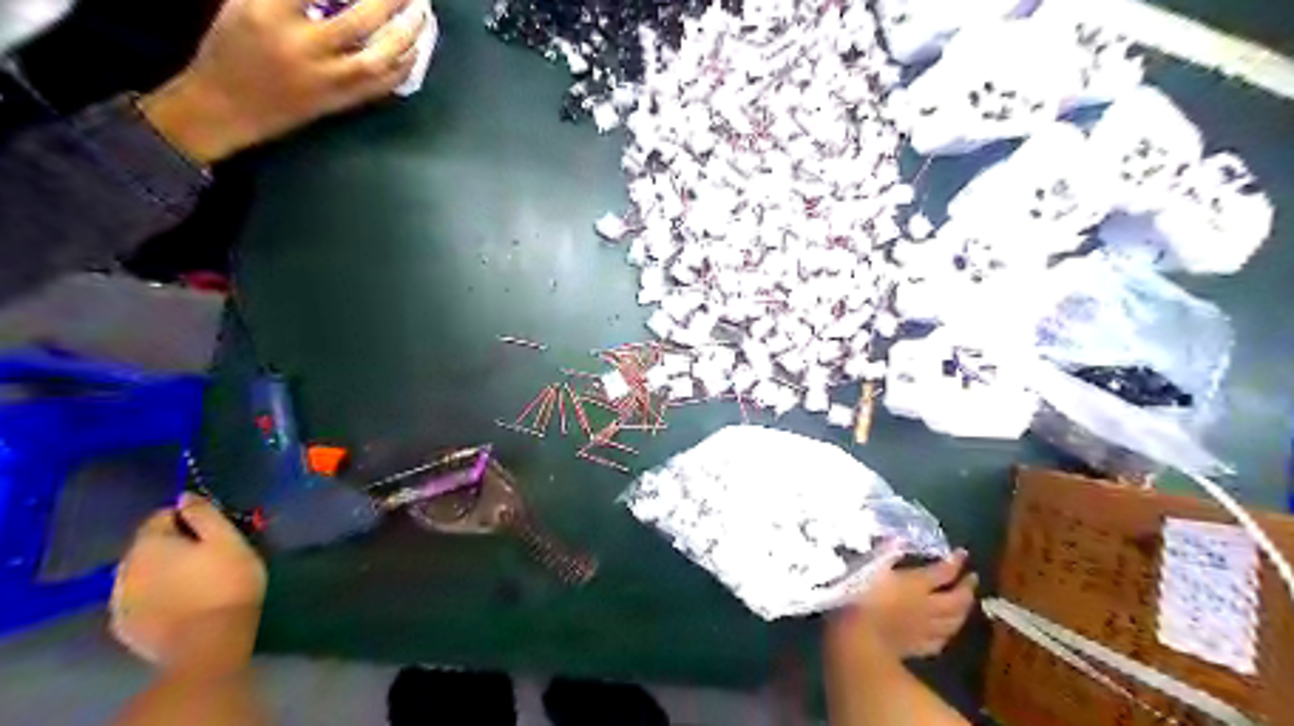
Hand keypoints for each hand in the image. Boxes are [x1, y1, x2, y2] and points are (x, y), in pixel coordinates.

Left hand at [106, 493, 266, 668]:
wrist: (207, 643)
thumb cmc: (226, 583)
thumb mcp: (228, 540)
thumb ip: (205, 515)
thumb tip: (184, 496)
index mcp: (149, 543)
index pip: (161, 516)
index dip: (188, 518)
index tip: (213, 529)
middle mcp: (123, 568)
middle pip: (148, 546)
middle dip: (173, 546)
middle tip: (208, 555)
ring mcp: (119, 601)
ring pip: (142, 574)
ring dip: (162, 572)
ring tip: (195, 581)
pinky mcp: (125, 627)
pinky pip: (140, 601)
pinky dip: (157, 597)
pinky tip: (181, 604)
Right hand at [138, 1, 427, 164]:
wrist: (227, 107)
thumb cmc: (231, 47)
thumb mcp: (244, 4)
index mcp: (267, 14)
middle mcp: (301, 47)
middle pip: (358, 22)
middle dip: (389, 2)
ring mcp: (325, 79)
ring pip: (377, 59)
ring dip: (406, 37)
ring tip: (423, 15)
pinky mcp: (340, 102)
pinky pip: (381, 86)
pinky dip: (403, 67)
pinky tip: (417, 49)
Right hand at [834, 551, 976, 658]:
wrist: (856, 638)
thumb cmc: (858, 596)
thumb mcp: (869, 566)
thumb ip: (886, 552)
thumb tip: (898, 538)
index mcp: (916, 584)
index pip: (944, 571)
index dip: (955, 562)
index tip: (963, 553)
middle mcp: (927, 606)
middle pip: (956, 599)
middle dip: (967, 588)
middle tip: (972, 578)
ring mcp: (924, 629)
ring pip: (953, 622)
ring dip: (963, 611)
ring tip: (965, 604)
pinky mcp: (917, 648)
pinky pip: (939, 641)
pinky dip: (946, 634)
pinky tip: (944, 632)